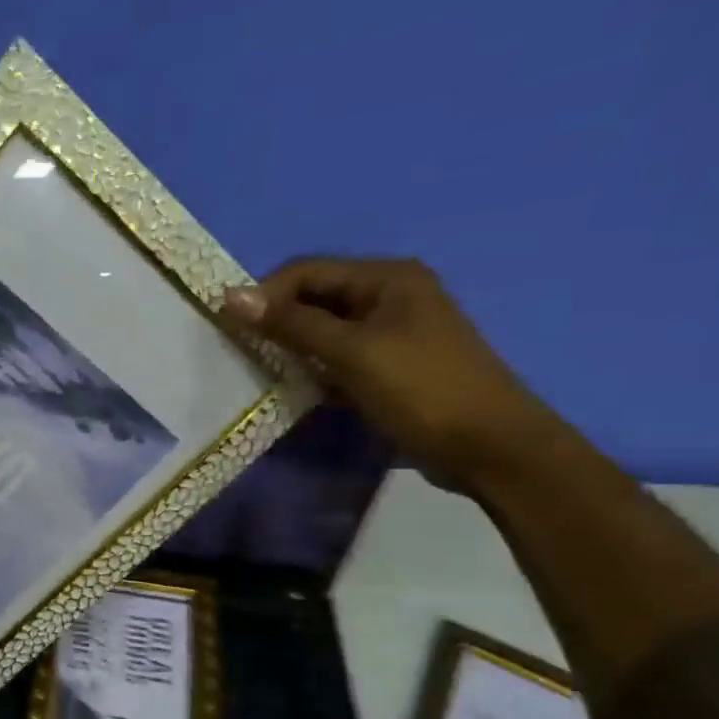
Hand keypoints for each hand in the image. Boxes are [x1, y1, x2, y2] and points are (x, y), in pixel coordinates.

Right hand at [222, 257, 553, 489]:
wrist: (489, 447)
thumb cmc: (420, 389)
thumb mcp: (350, 352)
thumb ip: (290, 324)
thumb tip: (230, 296)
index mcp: (387, 278)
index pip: (305, 271)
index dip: (264, 295)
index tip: (229, 330)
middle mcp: (389, 294)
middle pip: (314, 298)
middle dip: (277, 322)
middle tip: (243, 354)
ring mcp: (392, 331)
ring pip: (323, 330)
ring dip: (292, 348)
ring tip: (267, 373)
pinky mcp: (390, 364)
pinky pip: (337, 356)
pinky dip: (314, 368)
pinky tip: (300, 389)